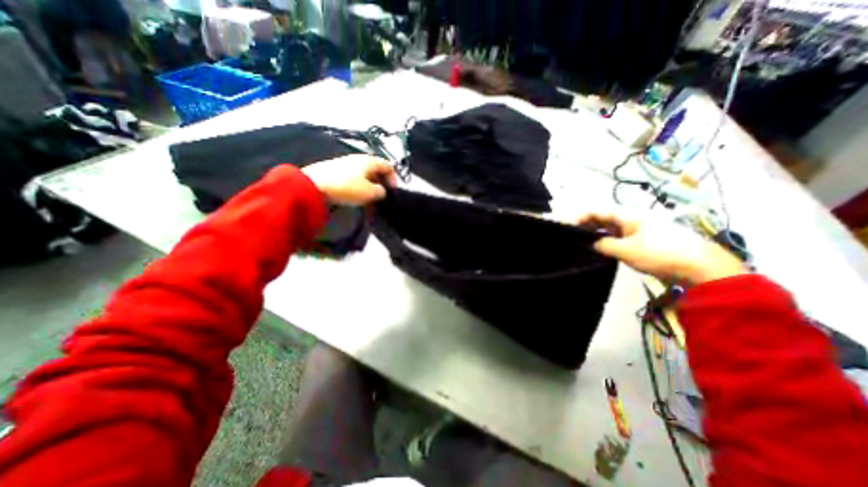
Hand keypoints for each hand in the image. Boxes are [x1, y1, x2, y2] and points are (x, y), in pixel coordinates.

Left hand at [303, 154, 395, 203]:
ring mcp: (345, 162)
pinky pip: (354, 176)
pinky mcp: (336, 169)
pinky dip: (360, 184)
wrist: (313, 185)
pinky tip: (356, 193)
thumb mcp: (369, 193)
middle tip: (383, 194)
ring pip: (364, 173)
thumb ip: (381, 192)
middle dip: (382, 181)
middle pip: (376, 168)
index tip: (394, 191)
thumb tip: (381, 191)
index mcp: (369, 161)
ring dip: (371, 184)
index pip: (388, 165)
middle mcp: (358, 158)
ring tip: (370, 196)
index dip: (394, 177)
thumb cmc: (346, 187)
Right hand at [575, 212, 745, 284]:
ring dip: (596, 234)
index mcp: (628, 216)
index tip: (566, 228)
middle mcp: (632, 220)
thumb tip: (591, 243)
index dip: (580, 217)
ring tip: (582, 243)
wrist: (702, 267)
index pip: (597, 212)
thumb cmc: (661, 254)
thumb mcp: (626, 250)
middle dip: (585, 225)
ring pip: (610, 228)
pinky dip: (607, 241)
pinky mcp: (643, 242)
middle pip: (603, 218)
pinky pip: (618, 238)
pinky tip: (600, 249)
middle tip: (571, 236)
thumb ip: (603, 245)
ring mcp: (638, 231)